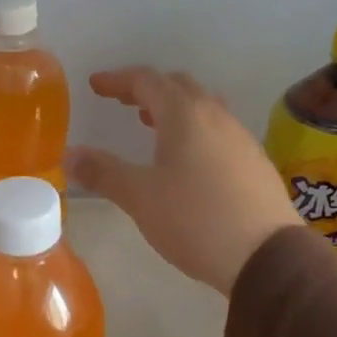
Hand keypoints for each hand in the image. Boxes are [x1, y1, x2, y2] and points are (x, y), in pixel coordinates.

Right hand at [68, 67, 303, 295]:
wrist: (266, 256)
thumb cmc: (195, 219)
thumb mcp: (139, 197)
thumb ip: (103, 172)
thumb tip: (70, 155)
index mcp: (185, 115)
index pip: (147, 81)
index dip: (118, 80)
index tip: (95, 85)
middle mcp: (216, 116)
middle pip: (178, 86)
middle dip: (147, 89)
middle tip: (123, 101)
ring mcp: (240, 138)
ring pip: (203, 107)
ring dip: (174, 108)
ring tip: (152, 125)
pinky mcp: (254, 162)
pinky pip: (218, 130)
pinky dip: (194, 130)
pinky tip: (186, 160)